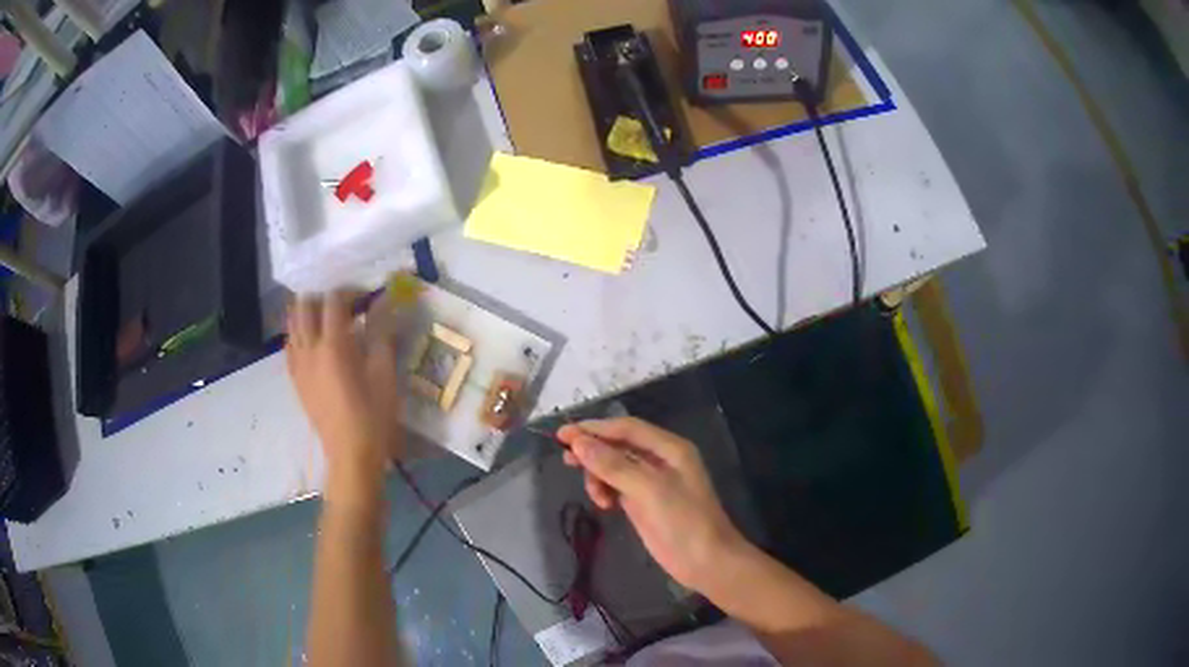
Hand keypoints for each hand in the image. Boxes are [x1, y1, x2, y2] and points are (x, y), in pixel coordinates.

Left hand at [286, 292, 402, 508]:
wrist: (350, 454)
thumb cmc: (373, 416)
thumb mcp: (385, 374)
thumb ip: (381, 335)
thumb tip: (383, 304)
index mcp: (333, 345)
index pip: (334, 300)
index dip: (350, 291)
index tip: (366, 298)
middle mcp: (309, 349)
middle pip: (305, 305)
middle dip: (323, 297)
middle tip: (345, 306)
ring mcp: (298, 364)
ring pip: (292, 323)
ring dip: (308, 312)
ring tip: (328, 320)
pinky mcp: (295, 379)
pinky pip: (290, 345)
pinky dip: (300, 333)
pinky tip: (314, 342)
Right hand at [556, 418, 746, 594]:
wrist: (706, 562)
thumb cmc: (684, 522)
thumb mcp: (649, 491)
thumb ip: (614, 466)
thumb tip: (579, 443)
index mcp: (669, 448)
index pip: (626, 428)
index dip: (594, 428)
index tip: (563, 434)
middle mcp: (660, 459)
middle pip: (618, 445)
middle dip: (593, 450)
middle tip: (565, 458)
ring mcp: (651, 481)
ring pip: (614, 466)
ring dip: (598, 474)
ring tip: (596, 495)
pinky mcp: (643, 502)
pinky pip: (616, 485)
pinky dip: (605, 490)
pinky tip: (603, 503)